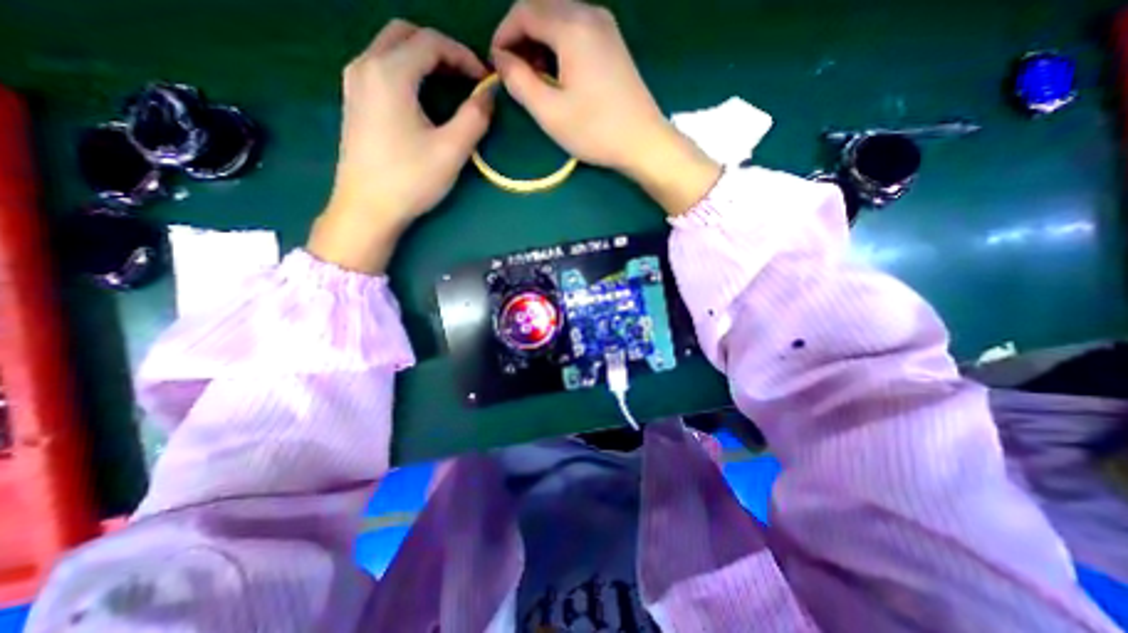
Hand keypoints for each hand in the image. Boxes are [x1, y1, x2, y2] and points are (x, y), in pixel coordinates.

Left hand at [306, 17, 491, 272]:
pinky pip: (381, 67)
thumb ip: (474, 117)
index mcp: (390, 72)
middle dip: (441, 49)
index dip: (463, 55)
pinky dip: (406, 70)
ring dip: (422, 58)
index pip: (431, 42)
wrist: (367, 208)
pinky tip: (422, 97)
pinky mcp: (353, 101)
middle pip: (406, 34)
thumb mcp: (451, 150)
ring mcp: (354, 82)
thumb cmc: (410, 180)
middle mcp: (366, 65)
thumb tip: (489, 95)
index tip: (484, 80)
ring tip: (449, 85)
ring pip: (390, 48)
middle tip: (466, 77)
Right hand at [490, 0, 717, 215]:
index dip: (503, 35)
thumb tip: (501, 59)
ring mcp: (606, 26)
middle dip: (522, 37)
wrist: (643, 141)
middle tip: (516, 74)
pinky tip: (560, 73)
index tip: (497, 65)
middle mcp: (590, 14)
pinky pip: (577, 29)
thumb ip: (519, 82)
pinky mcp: (614, 43)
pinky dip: (560, 45)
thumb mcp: (550, 112)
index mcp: (572, 26)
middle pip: (542, 8)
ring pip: (560, 17)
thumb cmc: (595, 130)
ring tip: (537, 78)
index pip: (524, 11)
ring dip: (541, 41)